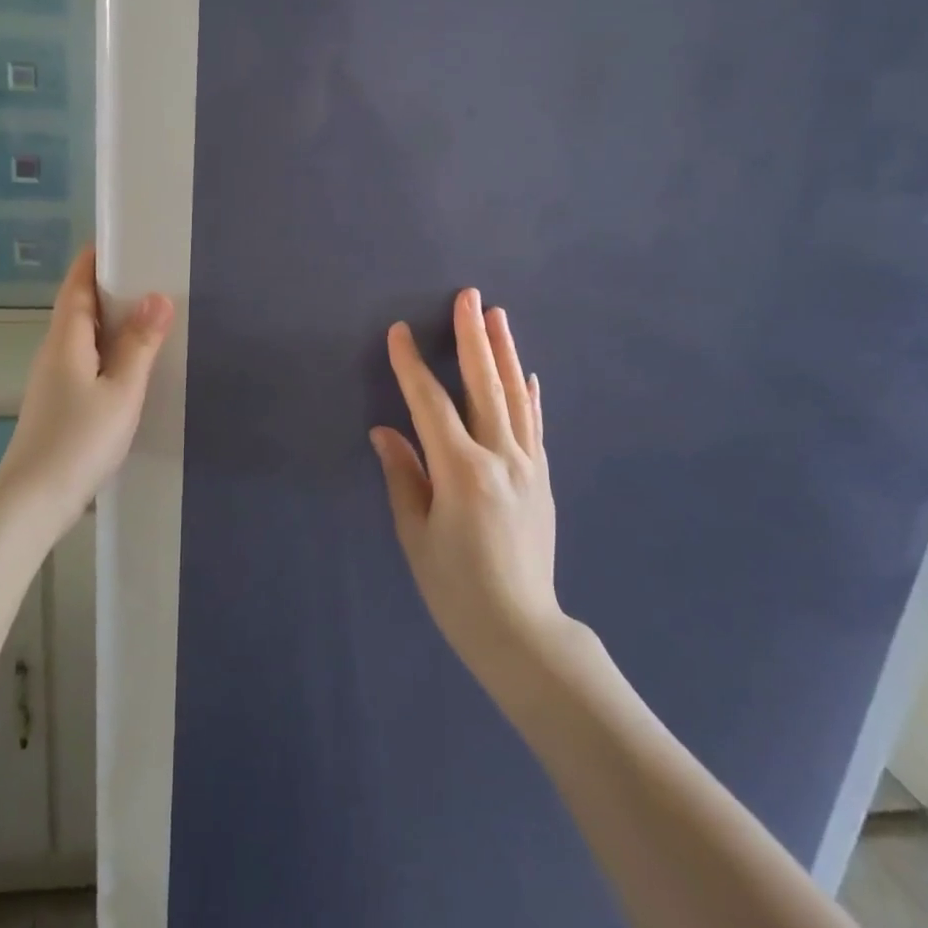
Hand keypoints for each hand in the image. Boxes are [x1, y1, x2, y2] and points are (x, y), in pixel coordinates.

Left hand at [0, 248, 173, 527]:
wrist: (33, 501)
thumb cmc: (79, 440)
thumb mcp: (121, 391)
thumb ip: (139, 344)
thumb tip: (158, 296)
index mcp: (66, 340)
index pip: (77, 285)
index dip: (95, 259)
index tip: (123, 238)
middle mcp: (54, 352)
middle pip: (79, 307)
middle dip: (110, 286)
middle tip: (152, 273)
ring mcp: (53, 379)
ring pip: (83, 336)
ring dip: (111, 320)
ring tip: (149, 313)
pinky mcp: (58, 403)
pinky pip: (86, 360)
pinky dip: (108, 349)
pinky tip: (131, 363)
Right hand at [371, 289, 564, 685]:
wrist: (521, 631)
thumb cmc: (456, 588)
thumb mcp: (416, 535)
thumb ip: (403, 476)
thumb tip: (385, 430)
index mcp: (462, 472)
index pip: (431, 405)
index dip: (412, 367)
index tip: (398, 332)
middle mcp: (501, 458)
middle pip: (485, 386)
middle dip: (473, 337)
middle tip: (468, 297)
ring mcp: (528, 467)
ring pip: (515, 397)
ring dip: (504, 353)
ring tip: (497, 315)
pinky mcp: (542, 479)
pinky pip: (535, 427)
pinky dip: (530, 396)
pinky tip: (528, 374)